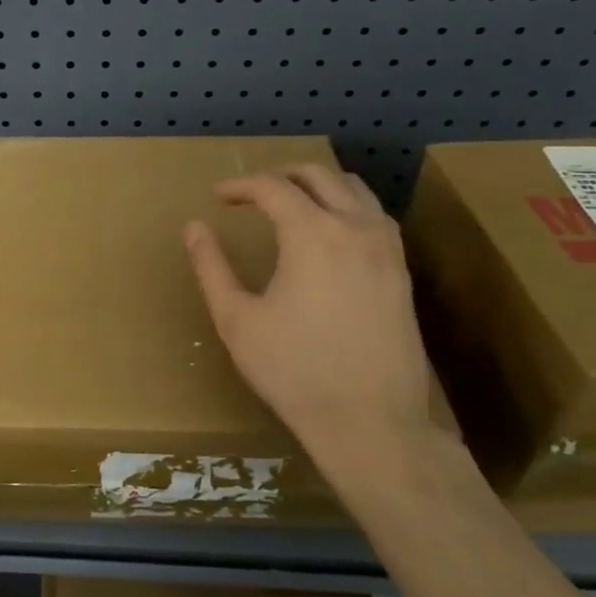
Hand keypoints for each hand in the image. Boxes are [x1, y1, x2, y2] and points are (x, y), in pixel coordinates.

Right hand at [184, 164, 433, 481]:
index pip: (272, 187)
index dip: (240, 186)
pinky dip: (347, 205)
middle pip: (318, 175)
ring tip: (290, 201)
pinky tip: (331, 231)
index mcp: (312, 234)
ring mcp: (386, 248)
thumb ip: (212, 267)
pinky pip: (375, 215)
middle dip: (280, 175)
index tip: (217, 196)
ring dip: (318, 184)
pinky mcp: (402, 271)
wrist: (371, 421)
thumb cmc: (293, 371)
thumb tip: (193, 227)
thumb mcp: (236, 320)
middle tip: (250, 192)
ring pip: (354, 189)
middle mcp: (354, 227)